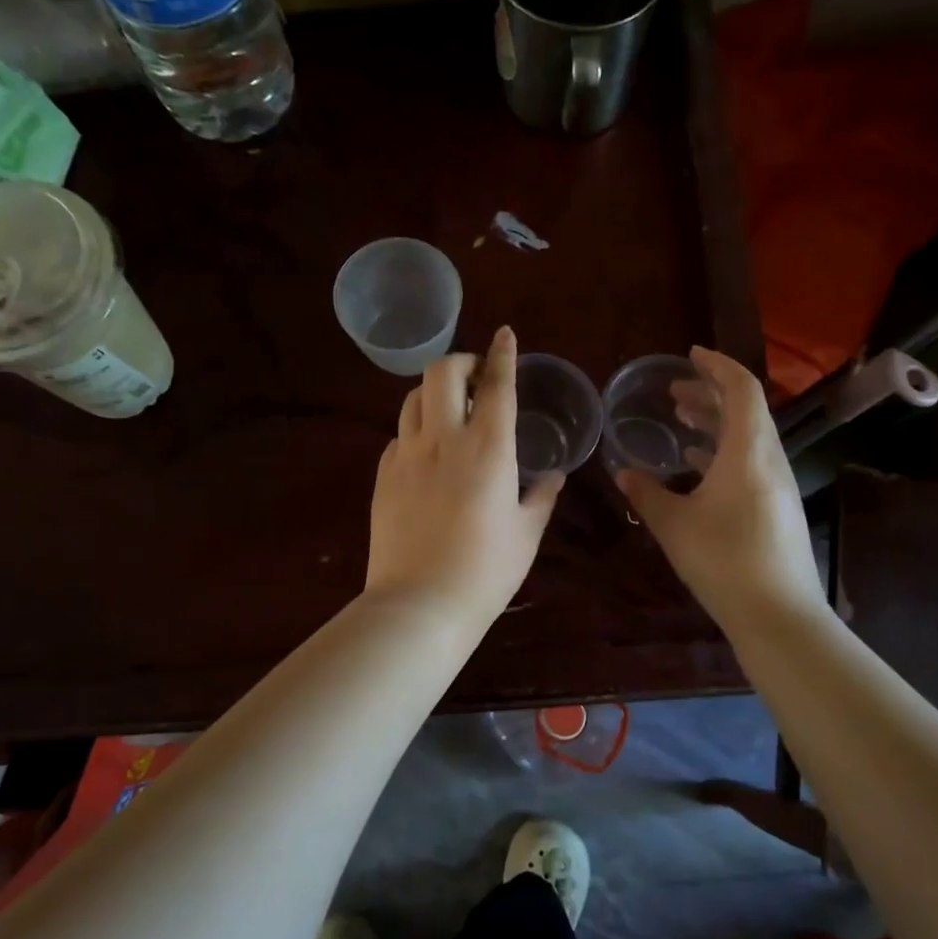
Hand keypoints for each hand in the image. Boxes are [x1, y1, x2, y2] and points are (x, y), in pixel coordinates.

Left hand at [365, 326, 562, 628]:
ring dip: (434, 391)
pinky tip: (427, 452)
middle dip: (462, 361)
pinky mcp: (383, 476)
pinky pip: (398, 435)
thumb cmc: (486, 571)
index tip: (506, 333)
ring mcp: (406, 455)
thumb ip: (542, 497)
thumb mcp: (527, 534)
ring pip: (413, 398)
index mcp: (488, 448)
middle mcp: (443, 439)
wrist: (420, 604)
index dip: (503, 353)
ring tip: (449, 408)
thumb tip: (554, 475)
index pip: (496, 384)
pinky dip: (416, 429)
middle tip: (476, 376)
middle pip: (443, 372)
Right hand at [615, 347, 822, 631]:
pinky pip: (751, 463)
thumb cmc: (723, 561)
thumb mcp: (674, 525)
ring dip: (717, 424)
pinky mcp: (778, 508)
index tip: (690, 356)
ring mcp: (779, 485)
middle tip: (675, 392)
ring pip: (749, 438)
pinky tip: (699, 466)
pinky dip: (725, 452)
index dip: (717, 366)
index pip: (741, 389)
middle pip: (746, 411)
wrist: (778, 615)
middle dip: (711, 395)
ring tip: (682, 422)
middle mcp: (770, 460)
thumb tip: (622, 472)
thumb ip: (646, 494)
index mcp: (748, 452)